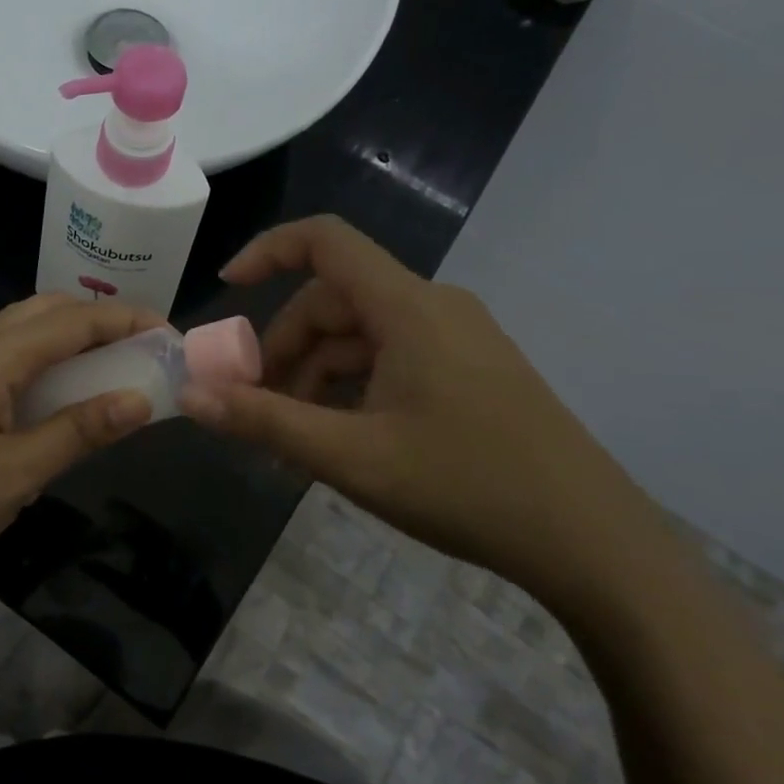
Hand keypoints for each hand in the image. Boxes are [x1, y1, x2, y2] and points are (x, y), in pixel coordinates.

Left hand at [0, 294, 162, 597]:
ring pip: (28, 333)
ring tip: (116, 367)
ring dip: (74, 339)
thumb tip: (141, 399)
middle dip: (101, 321)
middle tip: (145, 350)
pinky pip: (13, 360)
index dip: (127, 321)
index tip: (172, 336)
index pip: (74, 320)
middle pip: (49, 312)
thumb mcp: (17, 472)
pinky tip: (66, 396)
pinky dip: (50, 362)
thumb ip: (80, 431)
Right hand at [180, 216, 661, 603]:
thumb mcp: (350, 457)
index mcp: (407, 307)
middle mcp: (434, 307)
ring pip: (361, 336)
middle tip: (256, 407)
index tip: (225, 289)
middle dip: (284, 349)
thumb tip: (190, 396)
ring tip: (294, 438)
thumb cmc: (466, 487)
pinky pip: (392, 358)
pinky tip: (339, 439)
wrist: (593, 543)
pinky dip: (352, 387)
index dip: (267, 251)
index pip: (325, 241)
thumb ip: (264, 421)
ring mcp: (458, 339)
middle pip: (334, 301)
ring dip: (315, 375)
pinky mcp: (471, 370)